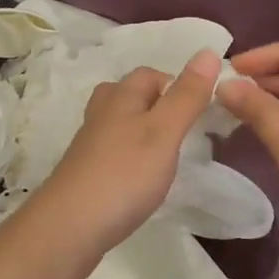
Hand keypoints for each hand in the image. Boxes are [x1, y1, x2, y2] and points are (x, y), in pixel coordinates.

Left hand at [25, 50, 220, 259]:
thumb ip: (187, 96)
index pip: (149, 74)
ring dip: (141, 130)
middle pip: (128, 95)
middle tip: (182, 130)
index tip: (199, 110)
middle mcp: (101, 115)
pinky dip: (129, 156)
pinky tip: (141, 178)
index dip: (175, 83)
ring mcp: (89, 145)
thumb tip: (208, 51)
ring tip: (165, 152)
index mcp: (120, 98)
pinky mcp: (85, 174)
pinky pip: (111, 152)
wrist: (69, 227)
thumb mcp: (164, 132)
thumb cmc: (124, 175)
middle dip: (156, 104)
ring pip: (117, 123)